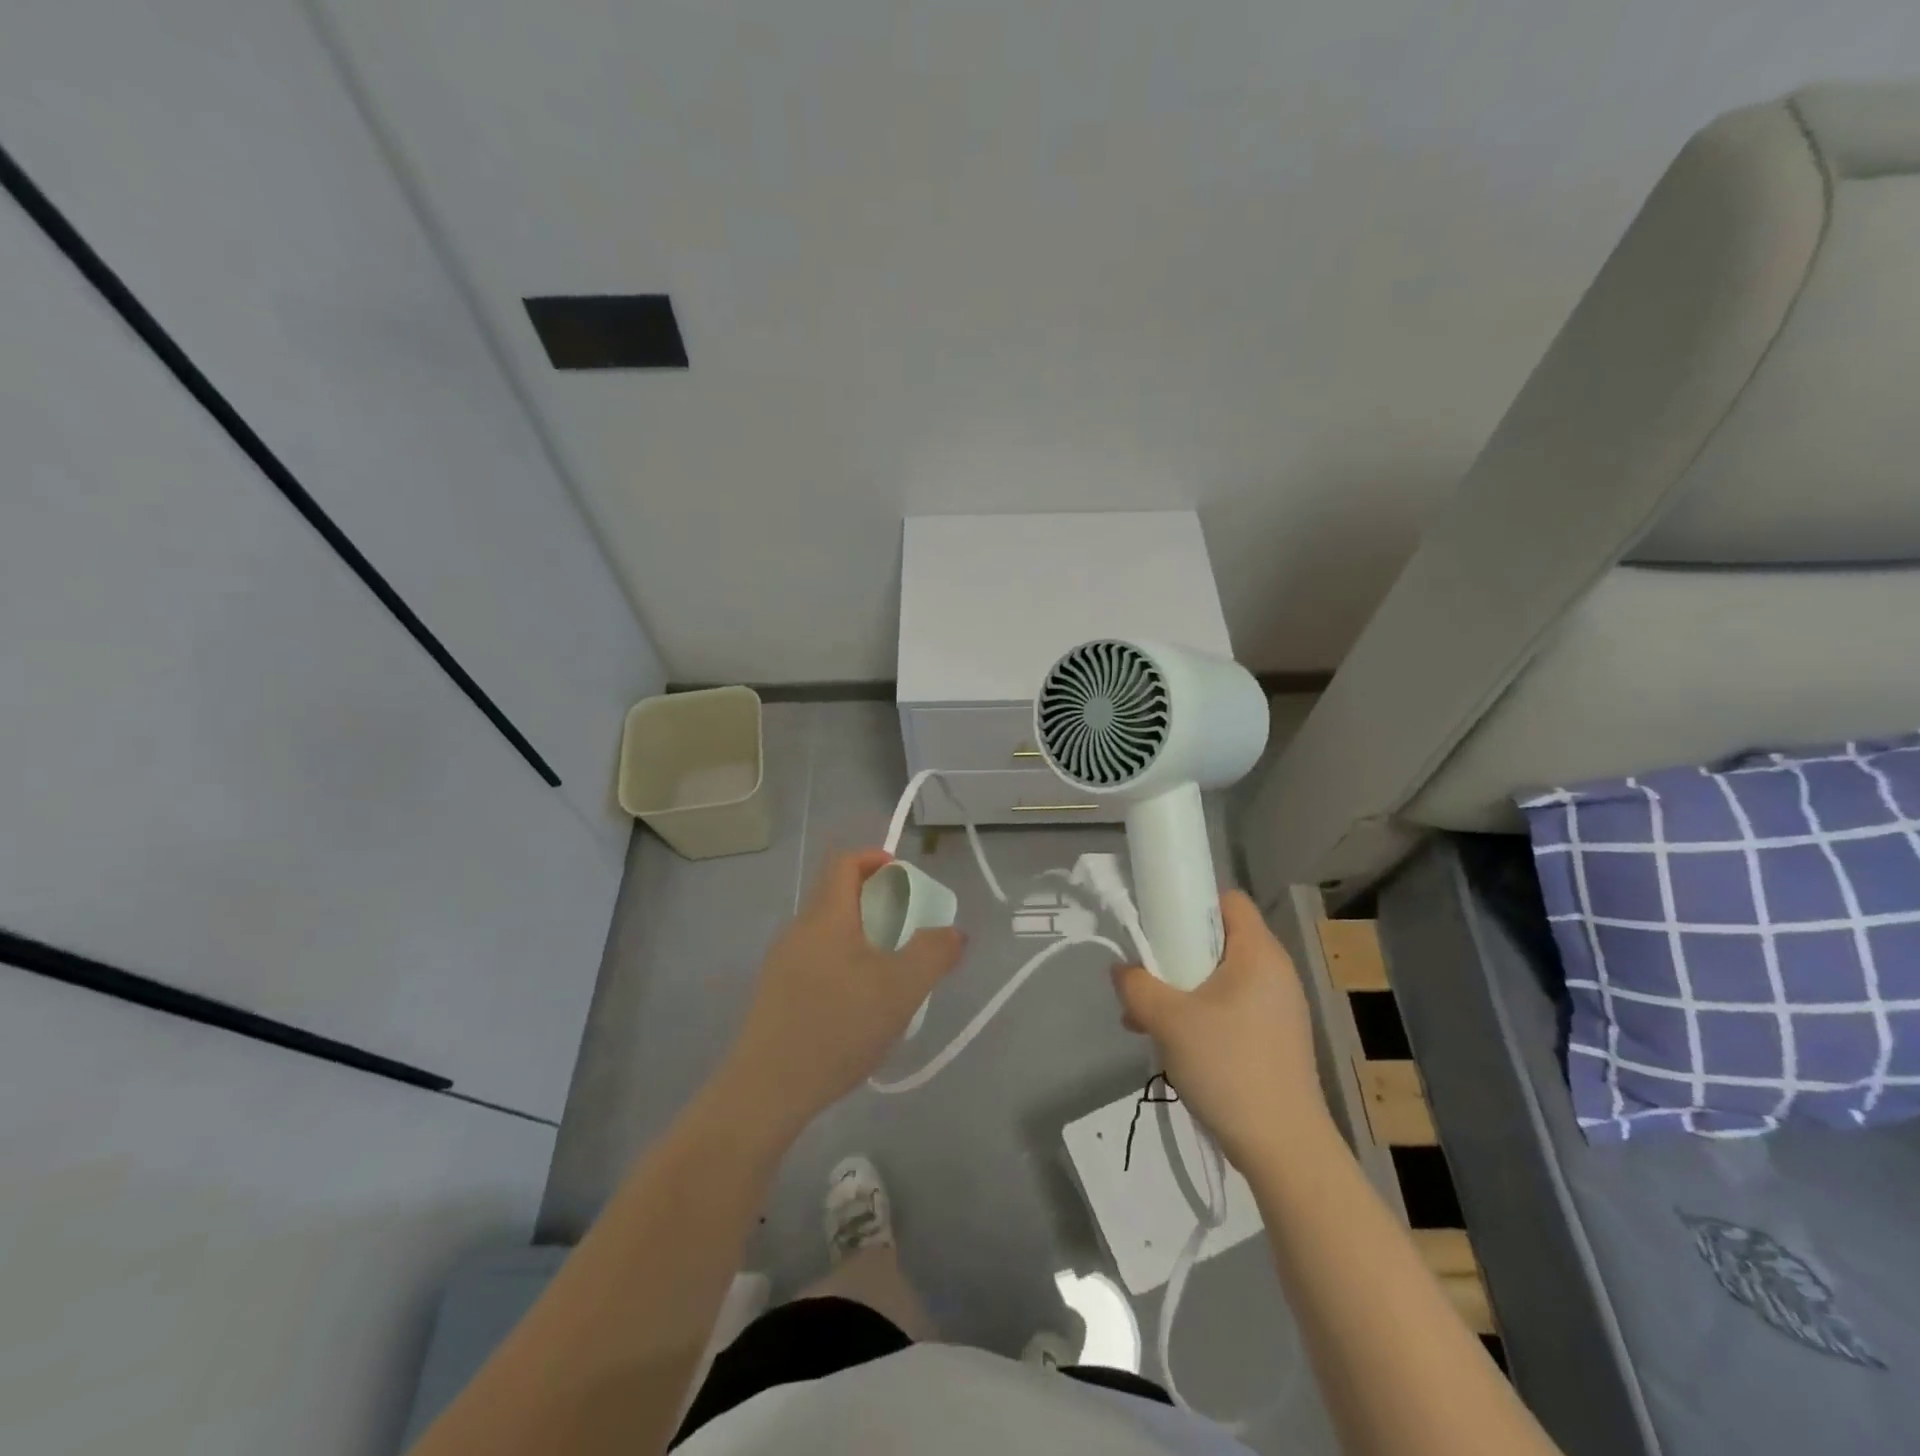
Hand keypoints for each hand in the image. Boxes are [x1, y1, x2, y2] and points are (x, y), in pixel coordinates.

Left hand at [722, 849, 965, 1129]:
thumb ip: (934, 953)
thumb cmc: (838, 1027)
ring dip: (859, 935)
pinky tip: (857, 1006)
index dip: (875, 858)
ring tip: (888, 972)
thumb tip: (953, 933)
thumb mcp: (901, 989)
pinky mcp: (775, 993)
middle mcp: (798, 929)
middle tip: (906, 929)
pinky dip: (842, 963)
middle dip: (874, 900)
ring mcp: (782, 962)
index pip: (845, 861)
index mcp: (826, 916)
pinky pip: (815, 960)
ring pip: (826, 931)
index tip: (904, 879)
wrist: (767, 1090)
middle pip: (835, 894)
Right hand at [1112, 890, 1326, 1169]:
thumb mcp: (1168, 1020)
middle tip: (1146, 980)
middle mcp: (1275, 973)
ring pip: (1220, 978)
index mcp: (1259, 954)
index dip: (1190, 904)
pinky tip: (1174, 1046)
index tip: (1158, 927)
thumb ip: (1136, 985)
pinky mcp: (1275, 1040)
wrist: (1284, 1150)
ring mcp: (1279, 1009)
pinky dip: (1201, 1015)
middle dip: (1176, 955)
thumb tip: (1122, 970)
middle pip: (1218, 940)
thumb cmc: (1229, 1068)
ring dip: (1182, 990)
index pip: (1228, 900)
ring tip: (1147, 1021)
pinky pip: (1231, 1008)